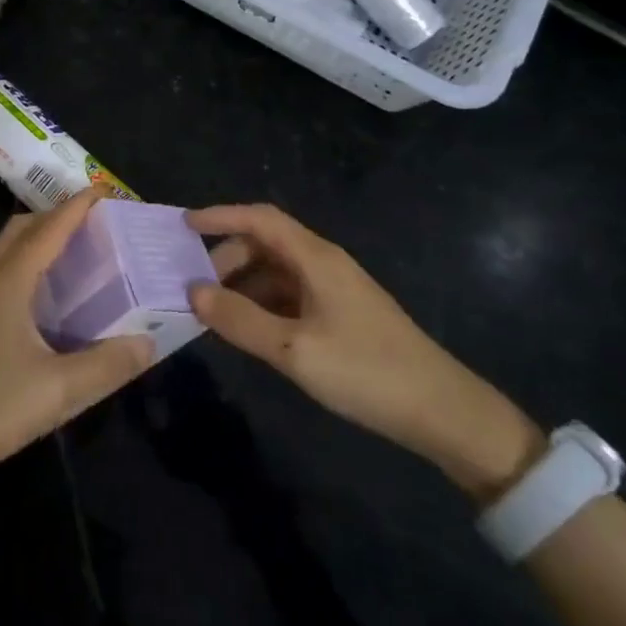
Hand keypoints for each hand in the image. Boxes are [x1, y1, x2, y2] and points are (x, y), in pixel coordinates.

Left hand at [0, 189, 153, 494]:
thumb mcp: (61, 390)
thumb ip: (109, 364)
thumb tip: (150, 341)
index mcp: (8, 282)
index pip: (48, 229)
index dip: (77, 207)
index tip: (105, 191)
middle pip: (21, 229)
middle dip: (55, 216)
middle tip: (94, 224)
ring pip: (7, 251)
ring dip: (38, 240)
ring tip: (75, 254)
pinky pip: (1, 274)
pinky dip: (27, 265)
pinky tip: (47, 298)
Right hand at [187, 203, 543, 499]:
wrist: (441, 410)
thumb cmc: (365, 371)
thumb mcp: (293, 350)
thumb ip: (240, 319)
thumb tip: (192, 291)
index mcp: (315, 258)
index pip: (260, 218)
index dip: (221, 215)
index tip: (183, 225)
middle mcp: (323, 263)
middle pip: (264, 243)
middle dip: (226, 259)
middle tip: (193, 288)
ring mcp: (333, 289)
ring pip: (275, 272)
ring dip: (242, 284)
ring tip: (212, 312)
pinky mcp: (339, 314)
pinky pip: (289, 295)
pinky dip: (261, 304)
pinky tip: (247, 330)